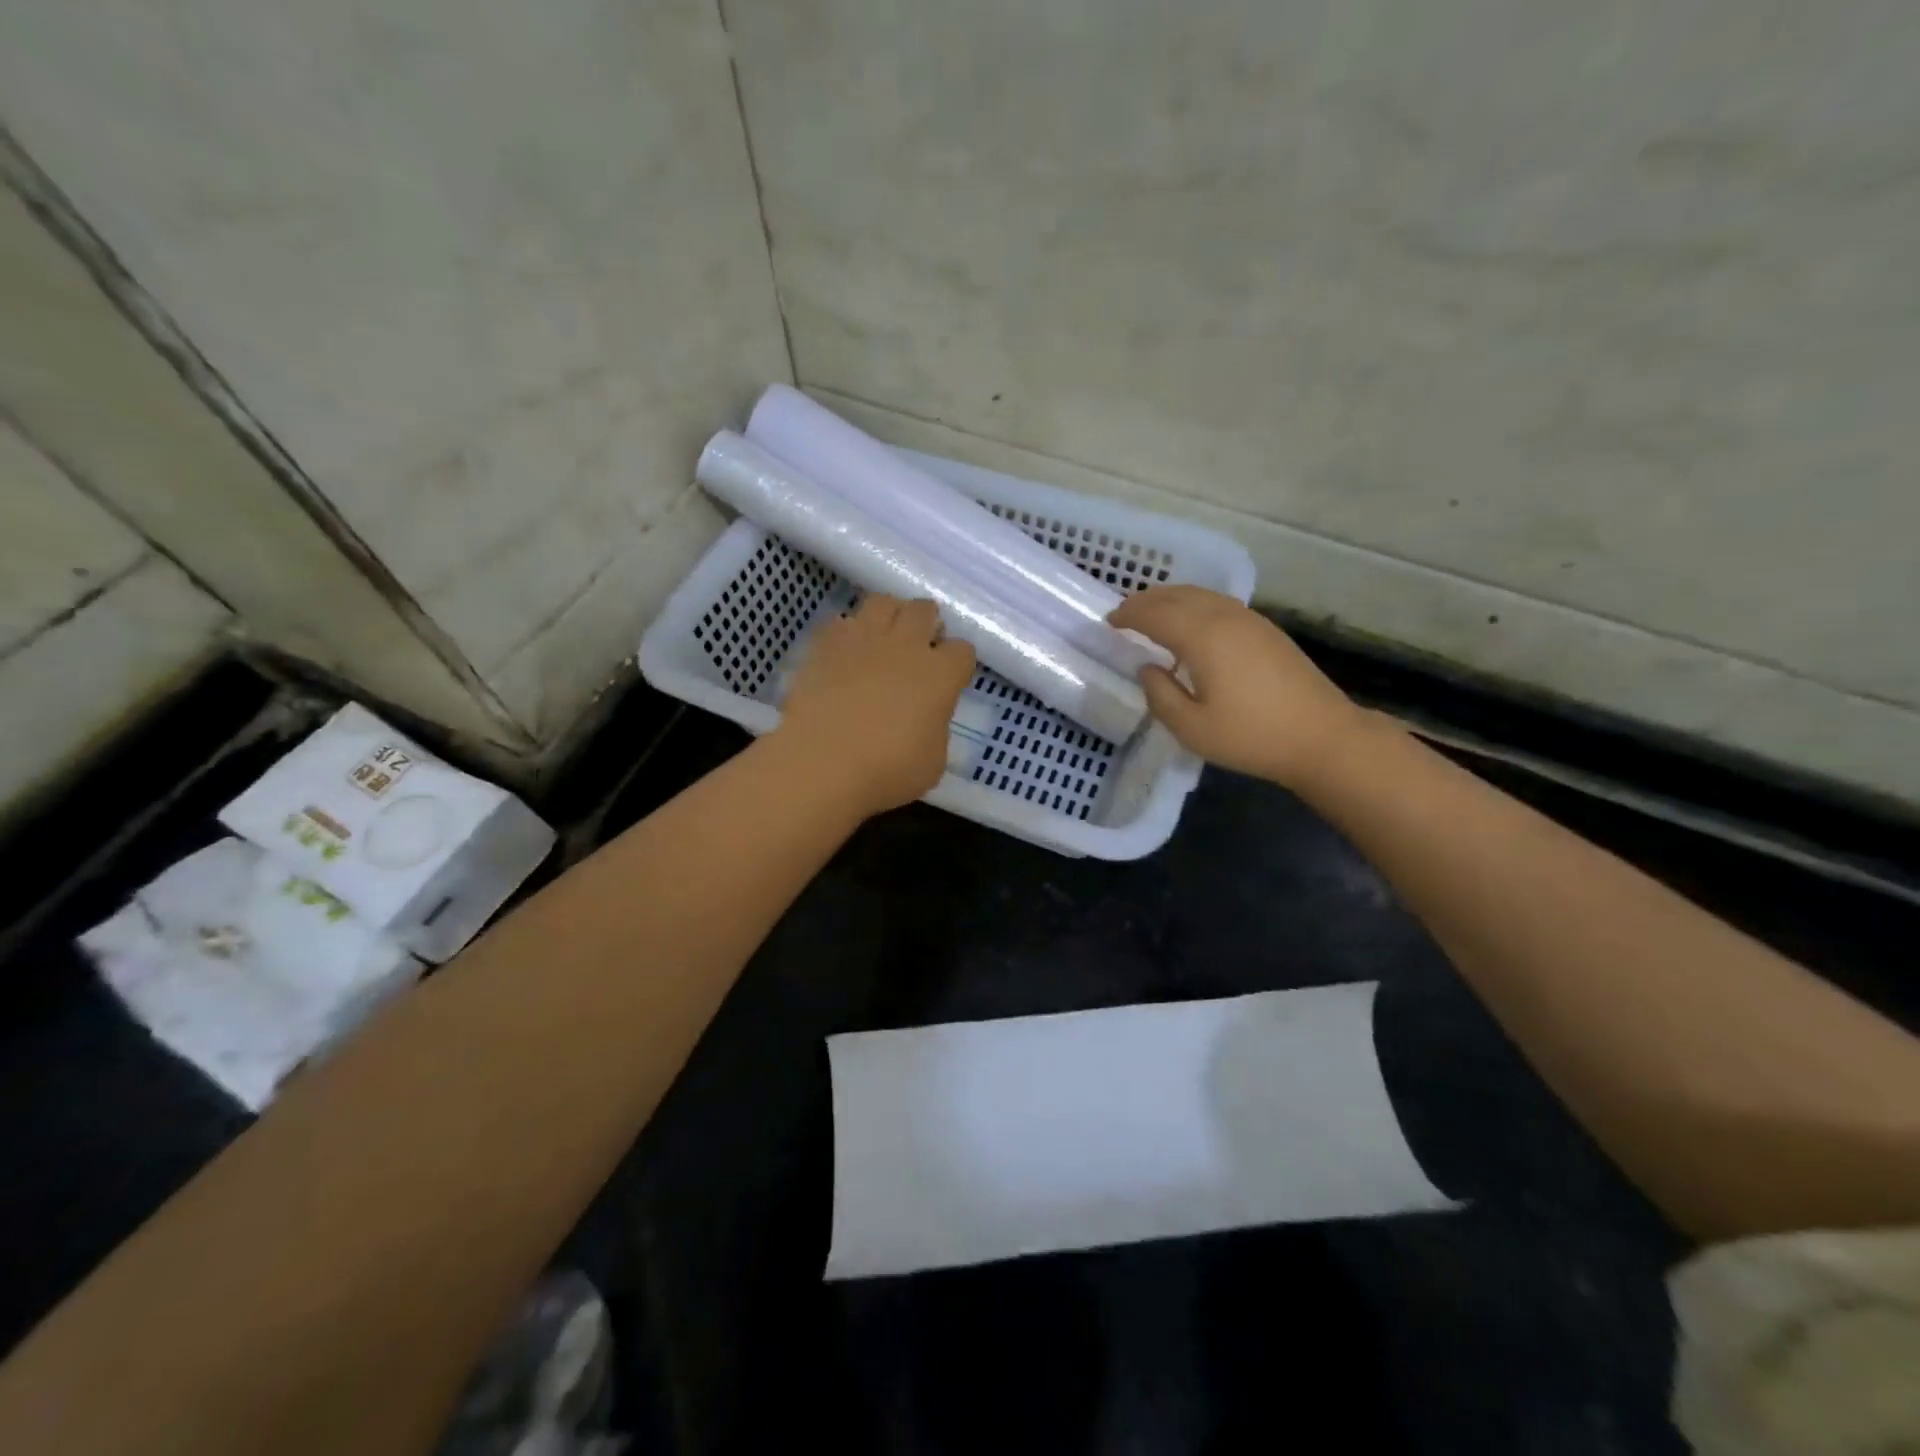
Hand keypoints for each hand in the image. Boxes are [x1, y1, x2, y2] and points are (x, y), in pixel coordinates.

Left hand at [775, 594, 975, 816]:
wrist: (821, 763)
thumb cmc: (887, 771)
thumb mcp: (933, 762)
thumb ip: (935, 729)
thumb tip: (926, 718)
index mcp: (940, 675)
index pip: (962, 650)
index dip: (957, 664)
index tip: (948, 680)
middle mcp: (906, 645)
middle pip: (925, 610)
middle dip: (926, 625)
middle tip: (918, 649)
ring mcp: (864, 638)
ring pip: (884, 601)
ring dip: (890, 615)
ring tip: (883, 639)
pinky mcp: (826, 643)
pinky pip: (843, 621)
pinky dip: (849, 632)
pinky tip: (845, 654)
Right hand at [1109, 586, 1362, 788]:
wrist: (1322, 736)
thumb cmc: (1252, 736)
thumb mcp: (1192, 728)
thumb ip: (1160, 696)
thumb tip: (1147, 668)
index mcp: (1203, 637)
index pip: (1155, 614)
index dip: (1129, 615)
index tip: (1109, 622)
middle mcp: (1224, 618)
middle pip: (1177, 596)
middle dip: (1146, 600)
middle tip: (1124, 613)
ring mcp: (1249, 620)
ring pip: (1201, 595)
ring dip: (1171, 599)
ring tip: (1152, 613)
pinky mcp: (1266, 629)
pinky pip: (1219, 603)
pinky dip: (1194, 604)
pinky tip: (1191, 624)